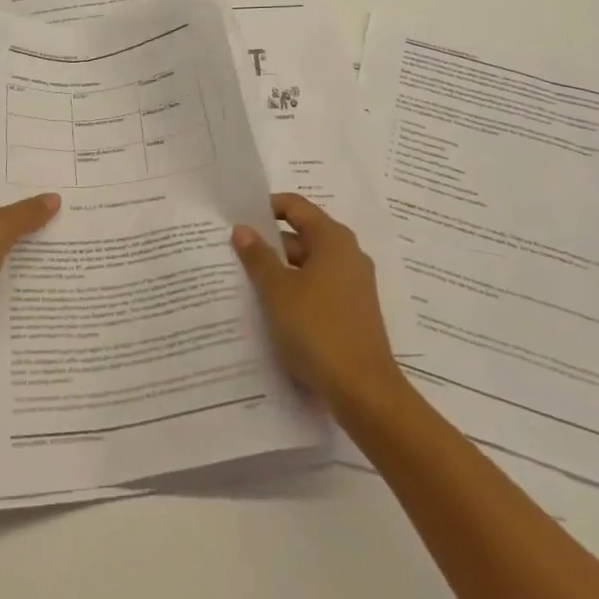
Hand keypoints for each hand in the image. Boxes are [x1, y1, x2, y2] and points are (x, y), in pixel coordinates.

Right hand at [232, 193, 404, 417]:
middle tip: (235, 252)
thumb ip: (258, 257)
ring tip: (247, 281)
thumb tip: (243, 229)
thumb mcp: (278, 290)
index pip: (296, 207)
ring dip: (281, 270)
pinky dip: (296, 291)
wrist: (364, 391)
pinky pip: (318, 289)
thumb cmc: (317, 329)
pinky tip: (273, 309)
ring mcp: (353, 285)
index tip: (239, 219)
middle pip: (303, 235)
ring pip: (309, 265)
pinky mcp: (353, 312)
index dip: (267, 208)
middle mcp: (348, 255)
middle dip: (270, 243)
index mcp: (333, 239)